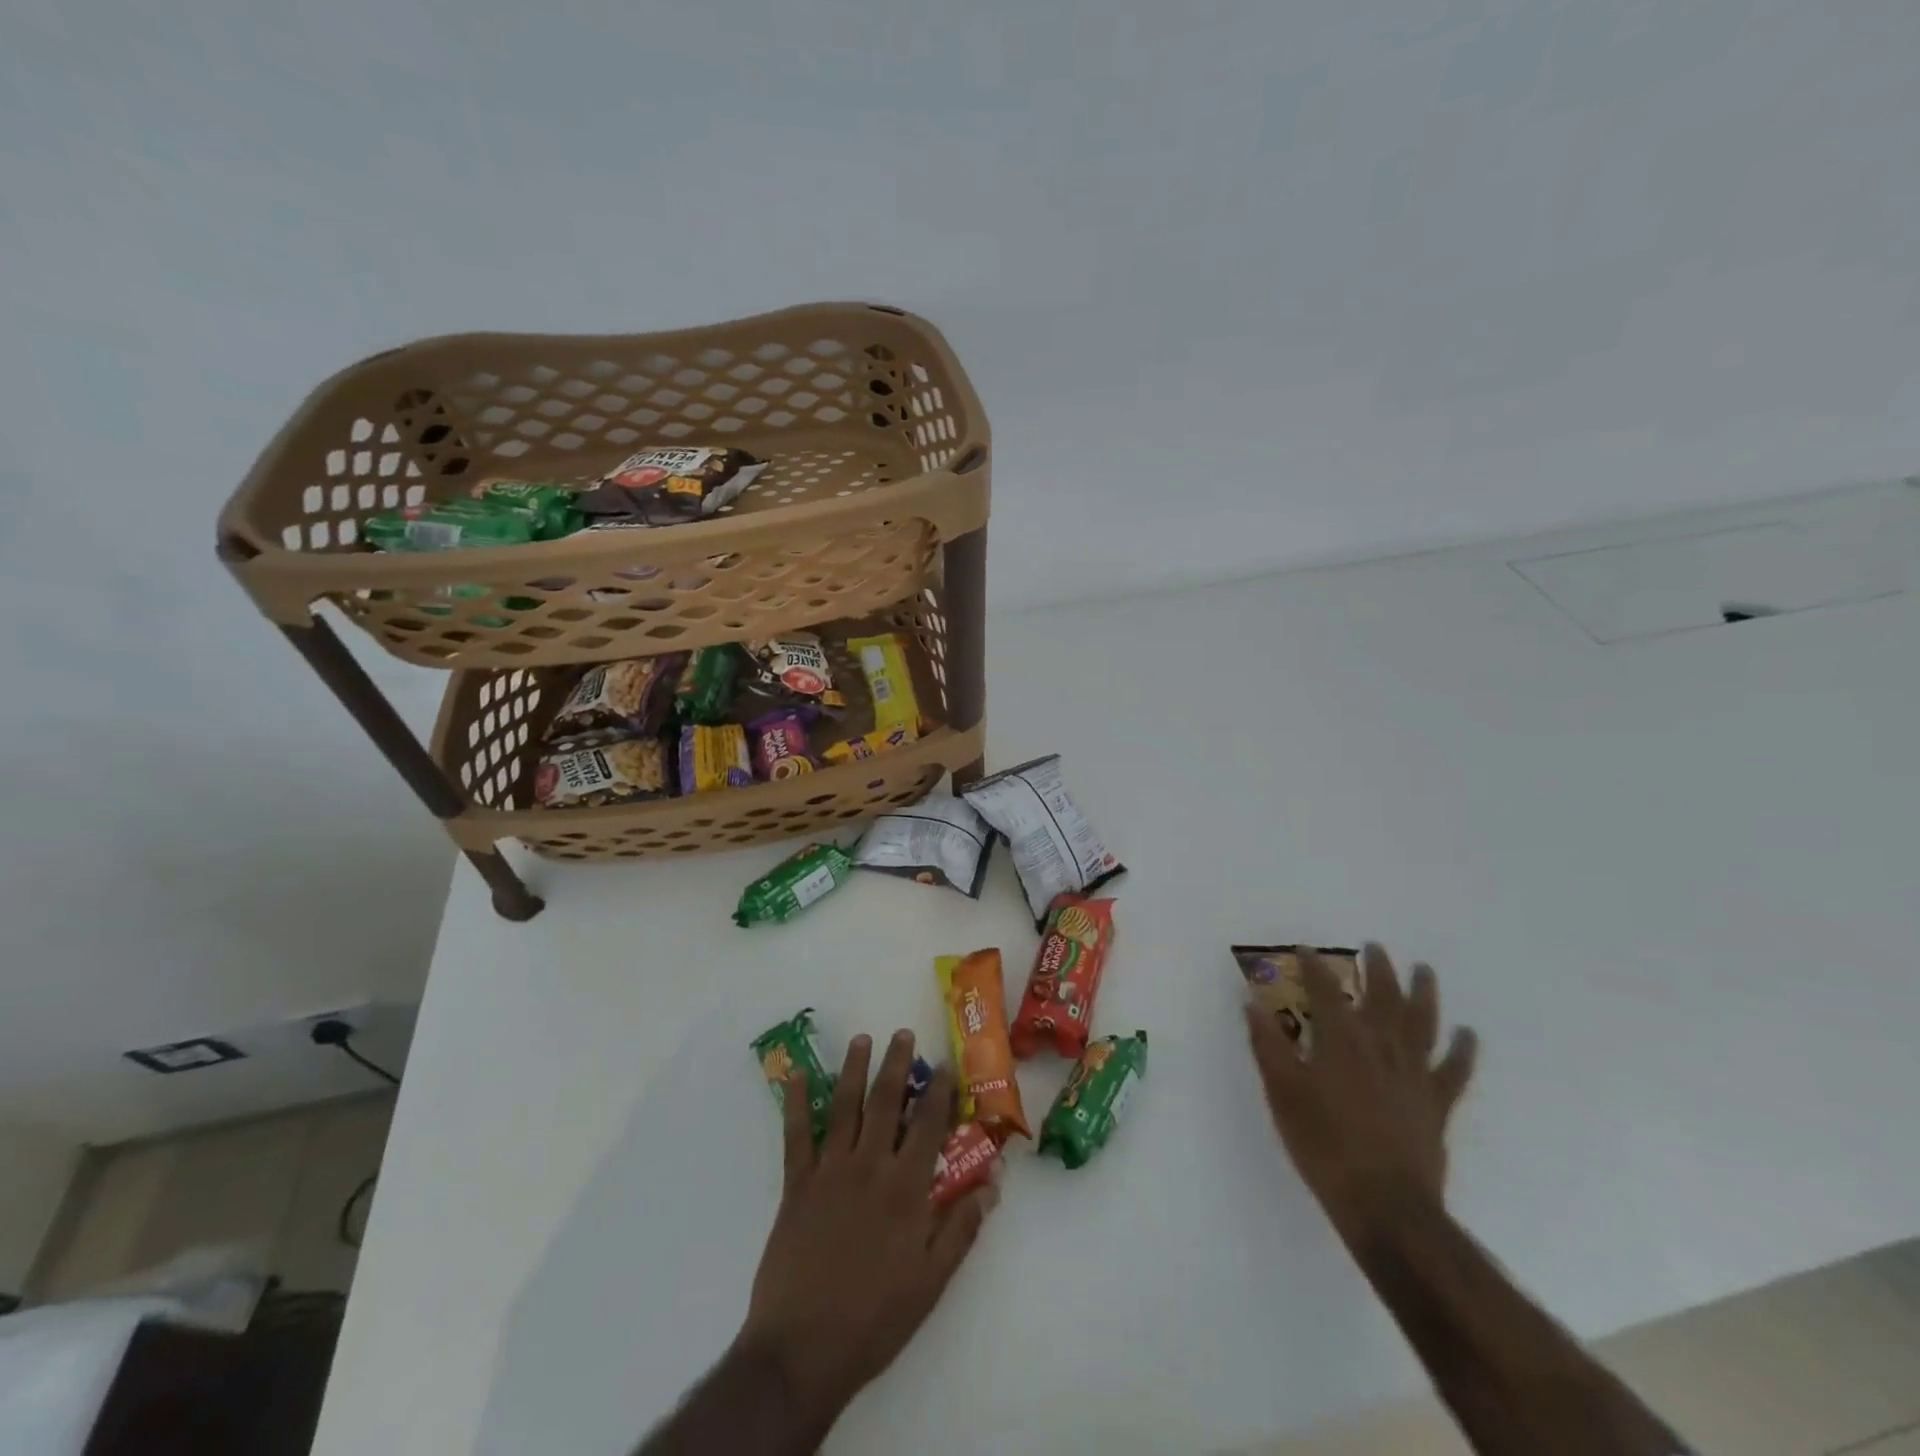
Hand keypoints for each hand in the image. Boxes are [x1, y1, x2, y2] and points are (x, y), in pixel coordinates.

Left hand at [736, 1030, 997, 1429]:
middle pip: (885, 1102)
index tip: (945, 1064)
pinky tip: (797, 1076)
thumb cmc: (875, 1318)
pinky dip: (796, 1104)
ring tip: (861, 1039)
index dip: (938, 1091)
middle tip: (901, 1033)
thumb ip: (962, 1227)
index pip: (927, 1125)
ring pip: (844, 1107)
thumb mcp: (932, 1282)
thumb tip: (993, 1183)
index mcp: (905, 1188)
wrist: (803, 1350)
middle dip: (896, 1064)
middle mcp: (869, 1166)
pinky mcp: (796, 1185)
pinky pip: (796, 1136)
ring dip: (853, 1070)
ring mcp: (829, 1172)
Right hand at [1245, 944, 1477, 1245]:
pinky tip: (1467, 1034)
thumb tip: (1251, 1002)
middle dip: (1376, 969)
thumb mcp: (1282, 1092)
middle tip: (1374, 947)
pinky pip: (1454, 1069)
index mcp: (1340, 1040)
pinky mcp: (1437, 1103)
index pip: (1324, 990)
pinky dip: (1463, 1050)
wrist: (1385, 1206)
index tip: (1304, 950)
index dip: (1314, 967)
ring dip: (1423, 993)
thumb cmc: (1324, 1145)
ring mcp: (1414, 1073)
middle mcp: (1381, 1046)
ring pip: (1423, 1022)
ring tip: (1424, 970)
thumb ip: (1267, 1044)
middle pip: (1382, 997)